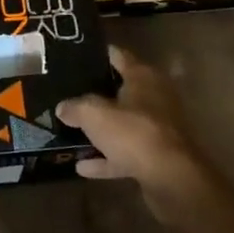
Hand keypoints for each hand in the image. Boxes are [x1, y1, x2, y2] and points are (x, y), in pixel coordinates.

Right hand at [56, 44, 212, 210]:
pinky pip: (126, 153)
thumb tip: (63, 107)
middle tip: (70, 93)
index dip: (100, 54)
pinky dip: (107, 158)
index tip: (78, 55)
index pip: (119, 56)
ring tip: (72, 130)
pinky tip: (83, 166)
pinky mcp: (157, 156)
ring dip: (102, 129)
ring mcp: (158, 129)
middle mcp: (155, 98)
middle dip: (98, 93)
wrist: (171, 178)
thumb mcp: (94, 114)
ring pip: (124, 124)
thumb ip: (76, 107)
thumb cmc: (133, 133)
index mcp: (143, 78)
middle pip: (122, 90)